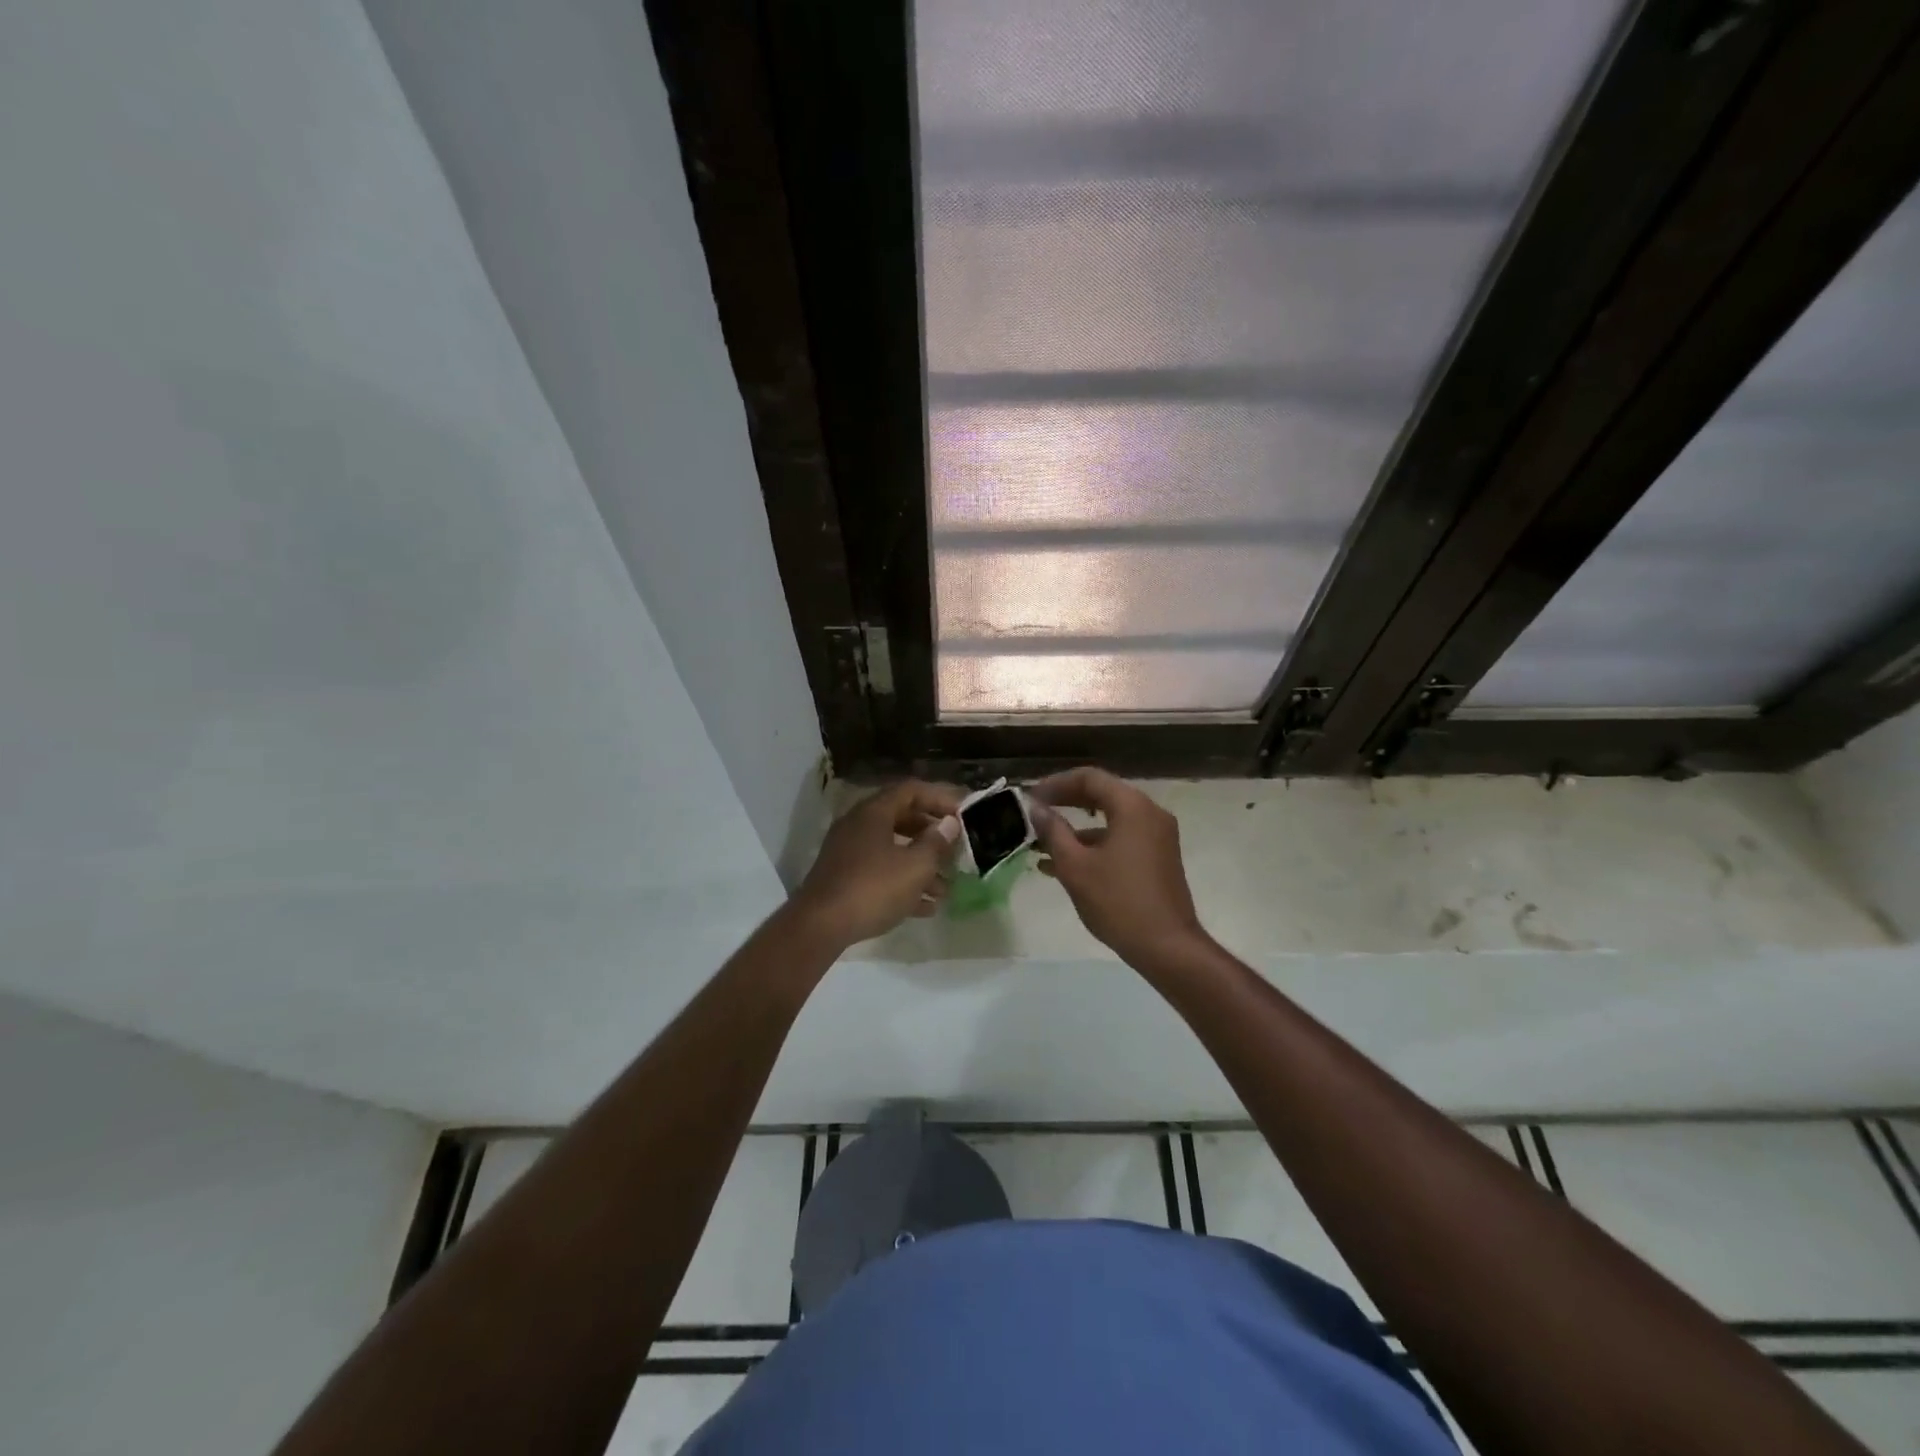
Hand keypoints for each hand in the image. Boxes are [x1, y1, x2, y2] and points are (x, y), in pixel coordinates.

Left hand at [790, 780, 962, 948]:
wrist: (820, 926)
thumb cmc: (873, 888)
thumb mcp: (915, 866)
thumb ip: (936, 843)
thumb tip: (949, 824)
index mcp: (874, 813)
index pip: (911, 790)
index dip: (940, 798)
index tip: (963, 814)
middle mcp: (859, 826)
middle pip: (903, 819)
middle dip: (932, 836)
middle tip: (956, 850)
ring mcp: (849, 853)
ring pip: (893, 850)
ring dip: (921, 866)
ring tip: (946, 889)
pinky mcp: (844, 879)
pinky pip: (880, 873)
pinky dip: (903, 884)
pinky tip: (925, 908)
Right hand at [1031, 768, 1206, 964]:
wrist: (1167, 947)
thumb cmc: (1118, 902)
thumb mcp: (1075, 866)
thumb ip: (1053, 831)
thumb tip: (1036, 809)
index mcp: (1132, 807)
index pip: (1089, 778)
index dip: (1056, 784)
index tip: (1030, 798)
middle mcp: (1149, 813)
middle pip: (1102, 794)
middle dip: (1065, 803)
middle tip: (1035, 813)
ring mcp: (1157, 837)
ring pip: (1110, 820)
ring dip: (1076, 829)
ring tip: (1040, 845)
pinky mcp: (1158, 858)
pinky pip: (1121, 839)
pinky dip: (1094, 845)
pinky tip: (1063, 866)